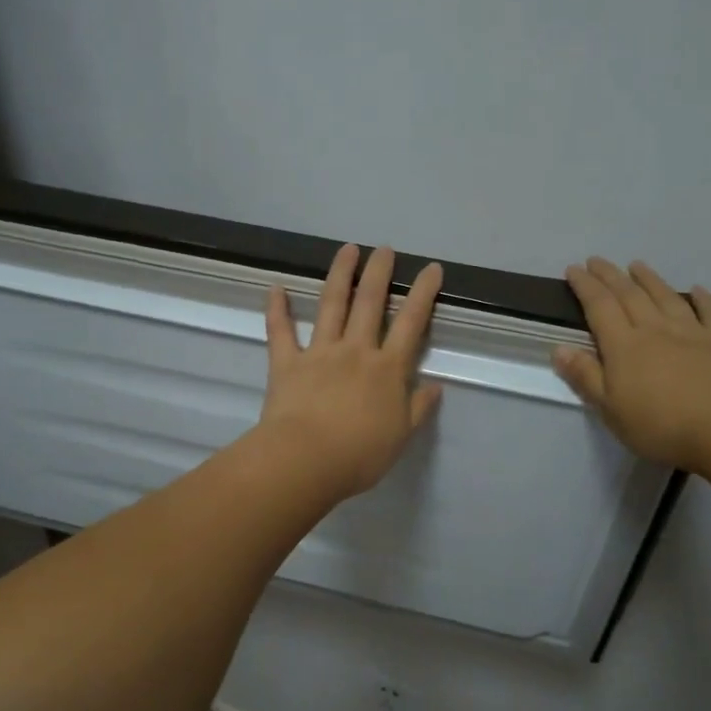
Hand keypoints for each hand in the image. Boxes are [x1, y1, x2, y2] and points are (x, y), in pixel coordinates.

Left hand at [257, 244, 443, 500]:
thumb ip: (417, 408)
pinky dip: (277, 309)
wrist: (306, 461)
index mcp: (387, 370)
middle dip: (379, 273)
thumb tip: (435, 386)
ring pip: (331, 306)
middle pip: (370, 303)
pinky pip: (281, 331)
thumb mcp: (400, 436)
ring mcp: (319, 353)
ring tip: (347, 250)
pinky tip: (276, 287)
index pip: (411, 324)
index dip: (422, 294)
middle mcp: (355, 351)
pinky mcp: (287, 363)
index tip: (431, 269)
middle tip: (384, 249)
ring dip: (340, 275)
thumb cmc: (359, 455)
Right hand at [553, 258, 710, 471]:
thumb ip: (585, 376)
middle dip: (611, 276)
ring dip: (649, 279)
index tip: (574, 269)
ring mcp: (692, 333)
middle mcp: (655, 330)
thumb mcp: (610, 409)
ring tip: (637, 265)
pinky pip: (710, 313)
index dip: (585, 286)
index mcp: (624, 346)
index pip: (599, 307)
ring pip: (666, 297)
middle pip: (630, 295)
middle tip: (597, 260)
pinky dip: (702, 299)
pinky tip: (697, 289)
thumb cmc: (661, 425)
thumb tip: (559, 348)